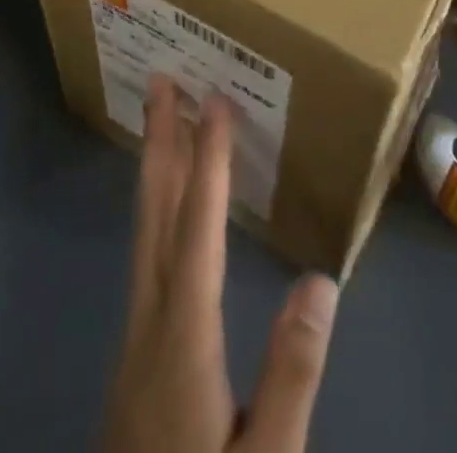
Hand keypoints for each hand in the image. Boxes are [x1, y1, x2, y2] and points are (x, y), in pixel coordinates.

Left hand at [102, 77, 339, 452]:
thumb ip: (293, 376)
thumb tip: (321, 282)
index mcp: (184, 336)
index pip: (197, 226)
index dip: (207, 159)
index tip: (214, 101)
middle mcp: (149, 319)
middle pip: (154, 212)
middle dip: (159, 140)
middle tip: (161, 80)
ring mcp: (135, 337)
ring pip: (144, 231)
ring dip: (155, 170)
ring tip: (163, 123)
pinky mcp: (135, 357)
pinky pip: (147, 255)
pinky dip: (157, 210)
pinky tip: (167, 214)